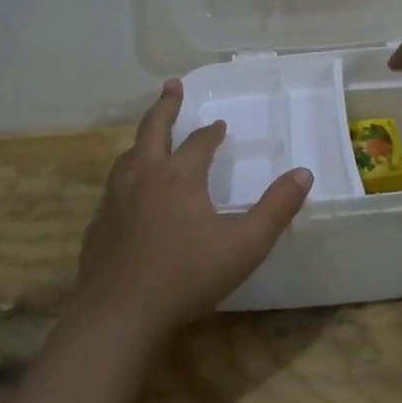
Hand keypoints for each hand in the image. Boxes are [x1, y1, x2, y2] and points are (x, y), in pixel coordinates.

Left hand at [74, 80, 313, 342]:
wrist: (119, 316)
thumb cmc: (187, 276)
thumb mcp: (245, 244)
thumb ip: (276, 208)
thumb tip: (303, 173)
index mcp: (179, 176)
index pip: (199, 143)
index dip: (212, 132)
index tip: (220, 125)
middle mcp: (144, 177)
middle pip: (153, 129)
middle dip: (165, 106)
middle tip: (172, 86)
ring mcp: (115, 200)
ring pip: (128, 156)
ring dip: (143, 140)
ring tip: (150, 138)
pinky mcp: (98, 225)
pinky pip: (114, 188)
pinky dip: (126, 176)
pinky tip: (129, 195)